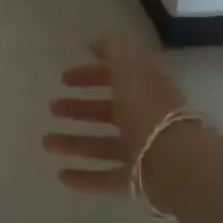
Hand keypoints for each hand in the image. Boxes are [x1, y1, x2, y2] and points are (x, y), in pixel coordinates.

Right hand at [44, 36, 191, 195]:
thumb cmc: (147, 108)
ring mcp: (141, 150)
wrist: (175, 160)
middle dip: (78, 108)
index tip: (64, 78)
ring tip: (47, 143)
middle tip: (52, 108)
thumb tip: (97, 43)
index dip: (90, 75)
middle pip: (107, 112)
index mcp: (144, 90)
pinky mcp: (138, 179)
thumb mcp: (129, 67)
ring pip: (102, 144)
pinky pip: (107, 177)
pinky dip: (85, 177)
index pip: (116, 78)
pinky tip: (62, 176)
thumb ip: (113, 50)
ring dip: (74, 143)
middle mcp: (143, 118)